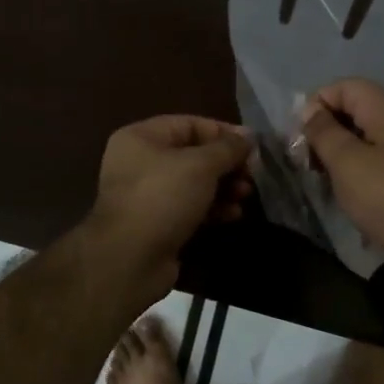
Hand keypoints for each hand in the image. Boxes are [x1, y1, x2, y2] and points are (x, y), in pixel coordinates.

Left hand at [86, 115, 252, 291]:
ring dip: (223, 187)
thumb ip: (228, 148)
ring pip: (193, 183)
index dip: (224, 133)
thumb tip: (250, 136)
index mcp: (141, 137)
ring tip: (245, 196)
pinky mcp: (155, 223)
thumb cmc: (163, 197)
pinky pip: (188, 207)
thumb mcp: (201, 165)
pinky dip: (211, 208)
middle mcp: (140, 161)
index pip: (190, 124)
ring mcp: (146, 195)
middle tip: (251, 176)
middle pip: (193, 154)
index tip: (253, 147)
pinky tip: (232, 215)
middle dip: (226, 164)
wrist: (130, 259)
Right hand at [300, 78, 383, 295]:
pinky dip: (354, 175)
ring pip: (362, 141)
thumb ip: (323, 132)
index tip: (300, 136)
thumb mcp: (346, 161)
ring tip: (320, 180)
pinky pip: (374, 164)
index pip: (344, 87)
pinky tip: (343, 196)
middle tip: (305, 161)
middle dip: (324, 132)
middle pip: (353, 112)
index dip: (317, 104)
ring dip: (337, 156)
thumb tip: (309, 111)